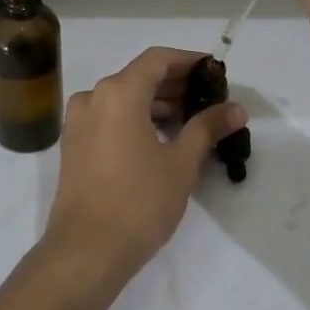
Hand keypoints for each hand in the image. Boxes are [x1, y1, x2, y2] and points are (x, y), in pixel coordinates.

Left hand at [41, 47, 243, 292]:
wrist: (86, 250)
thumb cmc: (139, 201)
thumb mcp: (182, 163)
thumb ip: (208, 128)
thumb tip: (235, 109)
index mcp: (118, 92)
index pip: (158, 59)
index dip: (189, 61)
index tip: (214, 72)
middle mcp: (93, 98)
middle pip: (139, 77)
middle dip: (175, 85)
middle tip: (209, 100)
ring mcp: (78, 122)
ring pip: (123, 99)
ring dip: (156, 104)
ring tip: (190, 122)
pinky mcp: (73, 146)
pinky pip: (109, 118)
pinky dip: (135, 120)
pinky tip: (160, 139)